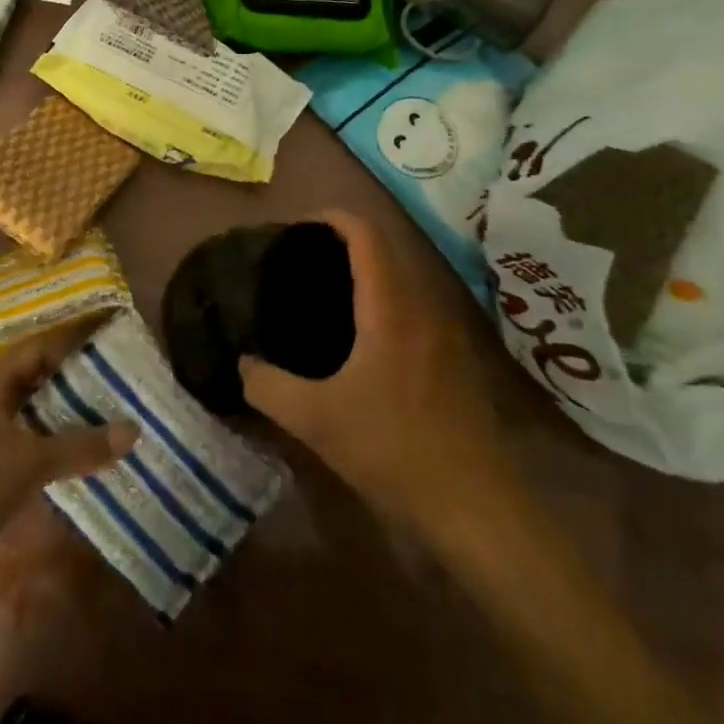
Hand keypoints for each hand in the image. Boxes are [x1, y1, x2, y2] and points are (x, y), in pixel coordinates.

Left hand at [0, 314, 138, 575]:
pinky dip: (54, 425)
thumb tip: (134, 428)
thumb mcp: (30, 464)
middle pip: (39, 366)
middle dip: (77, 362)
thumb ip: (81, 446)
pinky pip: (29, 425)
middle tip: (119, 360)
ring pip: (34, 398)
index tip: (113, 321)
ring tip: (109, 395)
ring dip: (67, 396)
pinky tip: (78, 437)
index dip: (78, 331)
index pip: (44, 342)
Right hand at [240, 210, 512, 533]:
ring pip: (404, 275)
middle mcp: (423, 303)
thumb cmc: (397, 449)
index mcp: (391, 304)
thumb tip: (241, 364)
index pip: (365, 233)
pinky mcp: (457, 355)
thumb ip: (268, 387)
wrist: (481, 506)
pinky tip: (364, 337)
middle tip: (304, 262)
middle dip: (344, 242)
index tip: (298, 228)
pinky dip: (387, 298)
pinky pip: (416, 303)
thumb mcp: (317, 422)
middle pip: (386, 247)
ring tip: (327, 294)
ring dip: (368, 271)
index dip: (332, 217)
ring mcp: (447, 328)